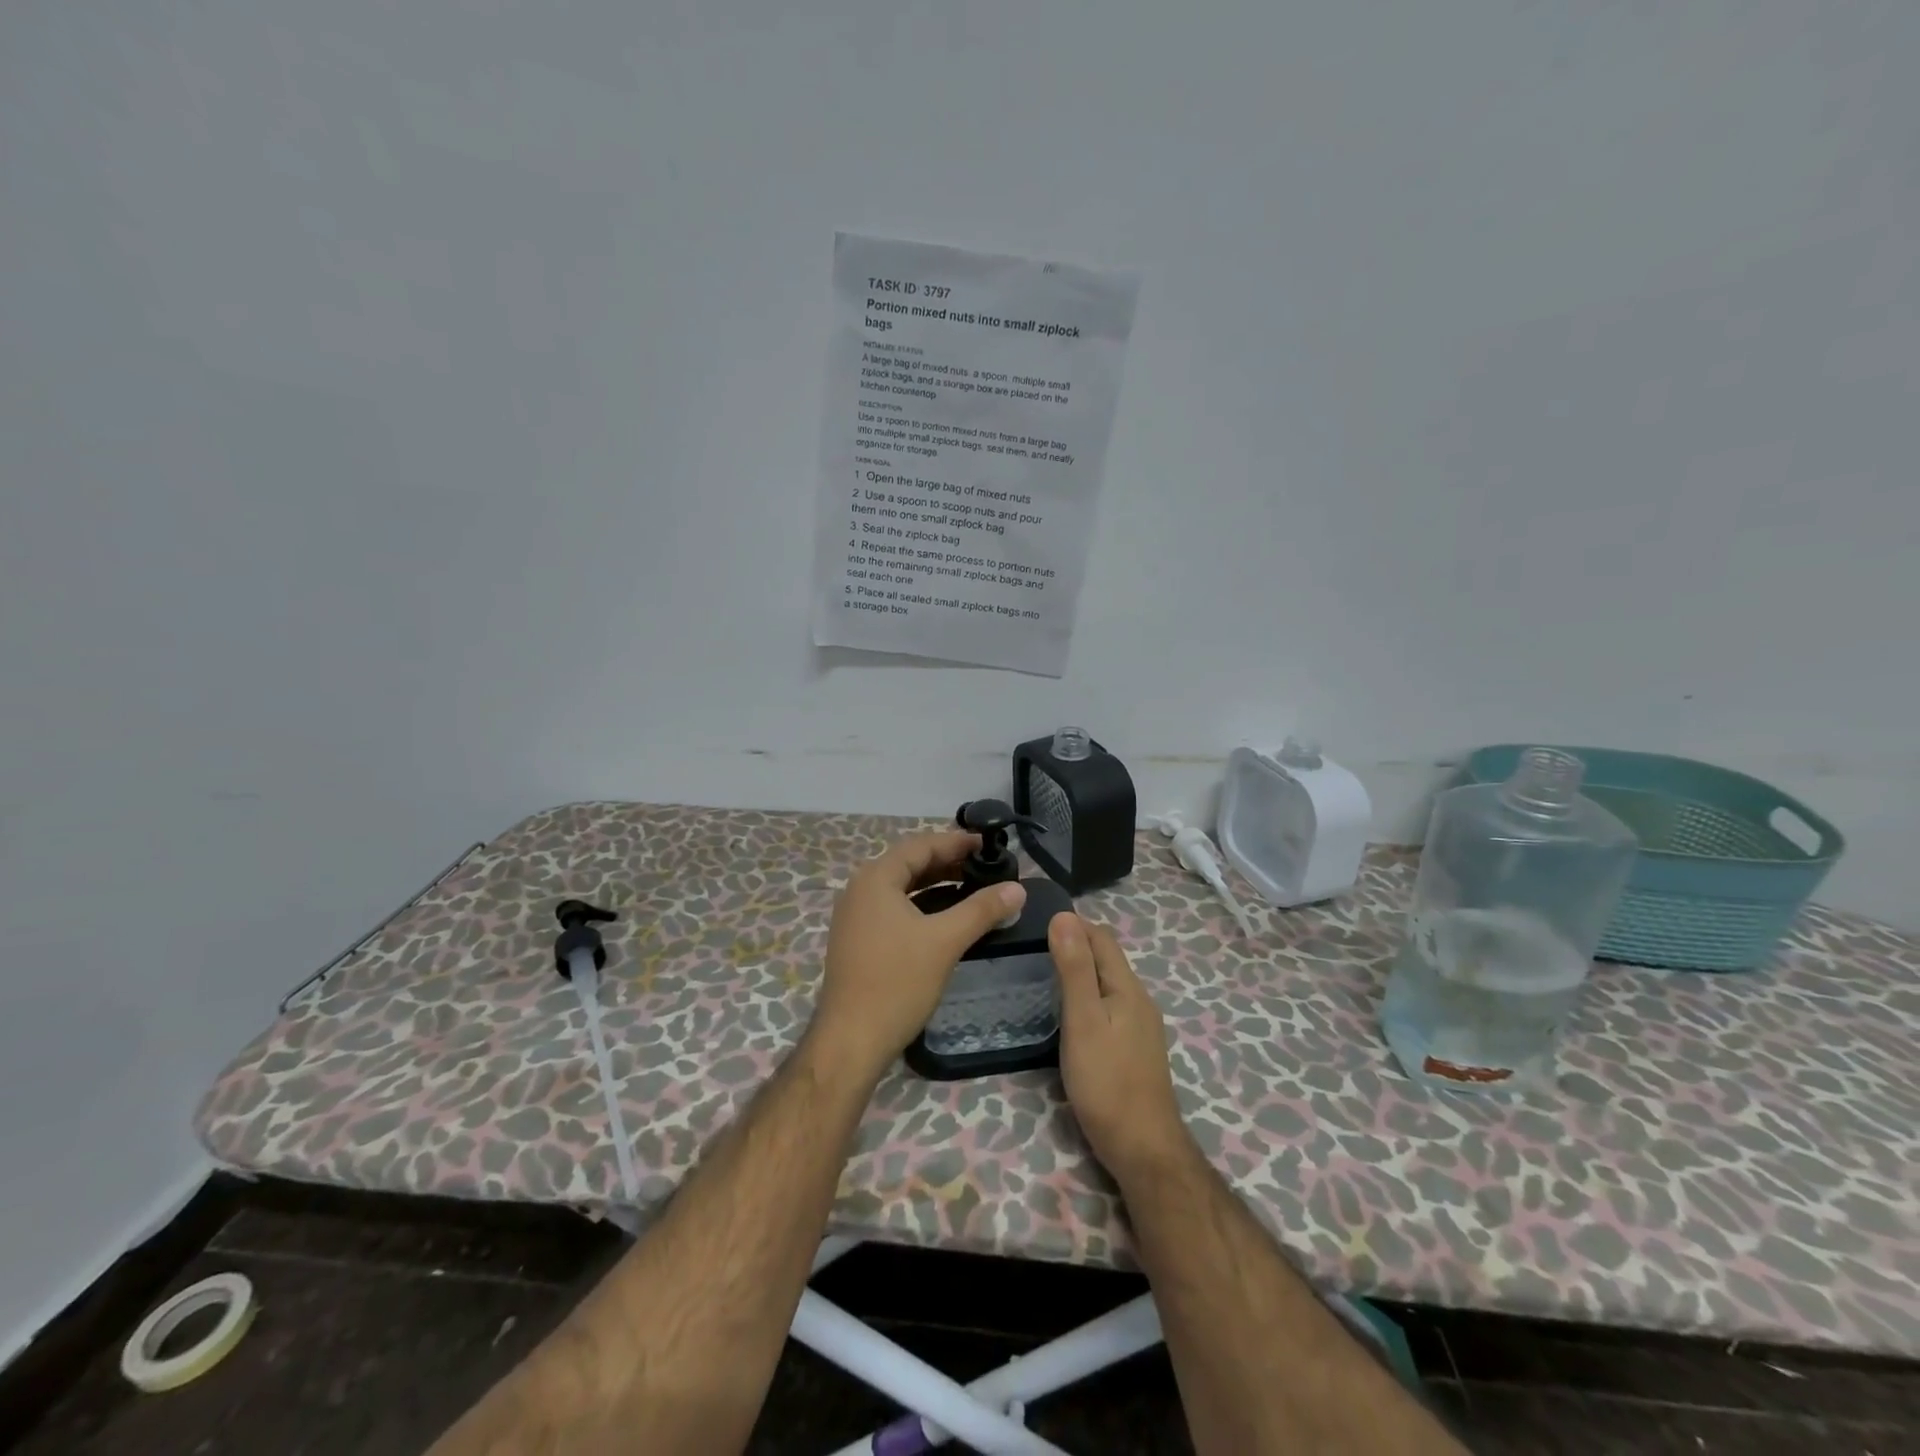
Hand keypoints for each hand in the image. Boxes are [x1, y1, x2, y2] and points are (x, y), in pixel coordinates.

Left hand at [809, 831, 1026, 1080]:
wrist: (851, 1041)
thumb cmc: (897, 983)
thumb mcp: (945, 941)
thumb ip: (982, 909)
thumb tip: (1018, 888)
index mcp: (875, 879)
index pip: (920, 846)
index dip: (955, 842)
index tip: (987, 844)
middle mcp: (860, 890)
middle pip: (909, 864)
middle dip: (947, 862)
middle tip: (985, 866)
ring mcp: (855, 917)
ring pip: (902, 888)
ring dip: (936, 884)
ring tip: (972, 888)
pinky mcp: (858, 940)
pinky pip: (894, 909)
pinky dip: (922, 905)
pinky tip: (946, 918)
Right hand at [1051, 912, 1189, 1181]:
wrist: (1144, 1150)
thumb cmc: (1107, 1083)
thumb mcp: (1083, 1022)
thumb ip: (1074, 969)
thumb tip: (1064, 916)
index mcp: (1128, 988)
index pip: (1102, 937)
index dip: (1073, 924)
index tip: (1036, 921)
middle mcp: (1139, 1000)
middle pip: (1107, 958)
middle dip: (1076, 944)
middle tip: (1034, 945)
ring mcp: (1140, 1026)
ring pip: (1108, 983)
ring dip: (1081, 970)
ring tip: (1045, 973)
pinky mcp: (1135, 1049)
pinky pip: (1110, 1005)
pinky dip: (1088, 996)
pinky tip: (1069, 1012)